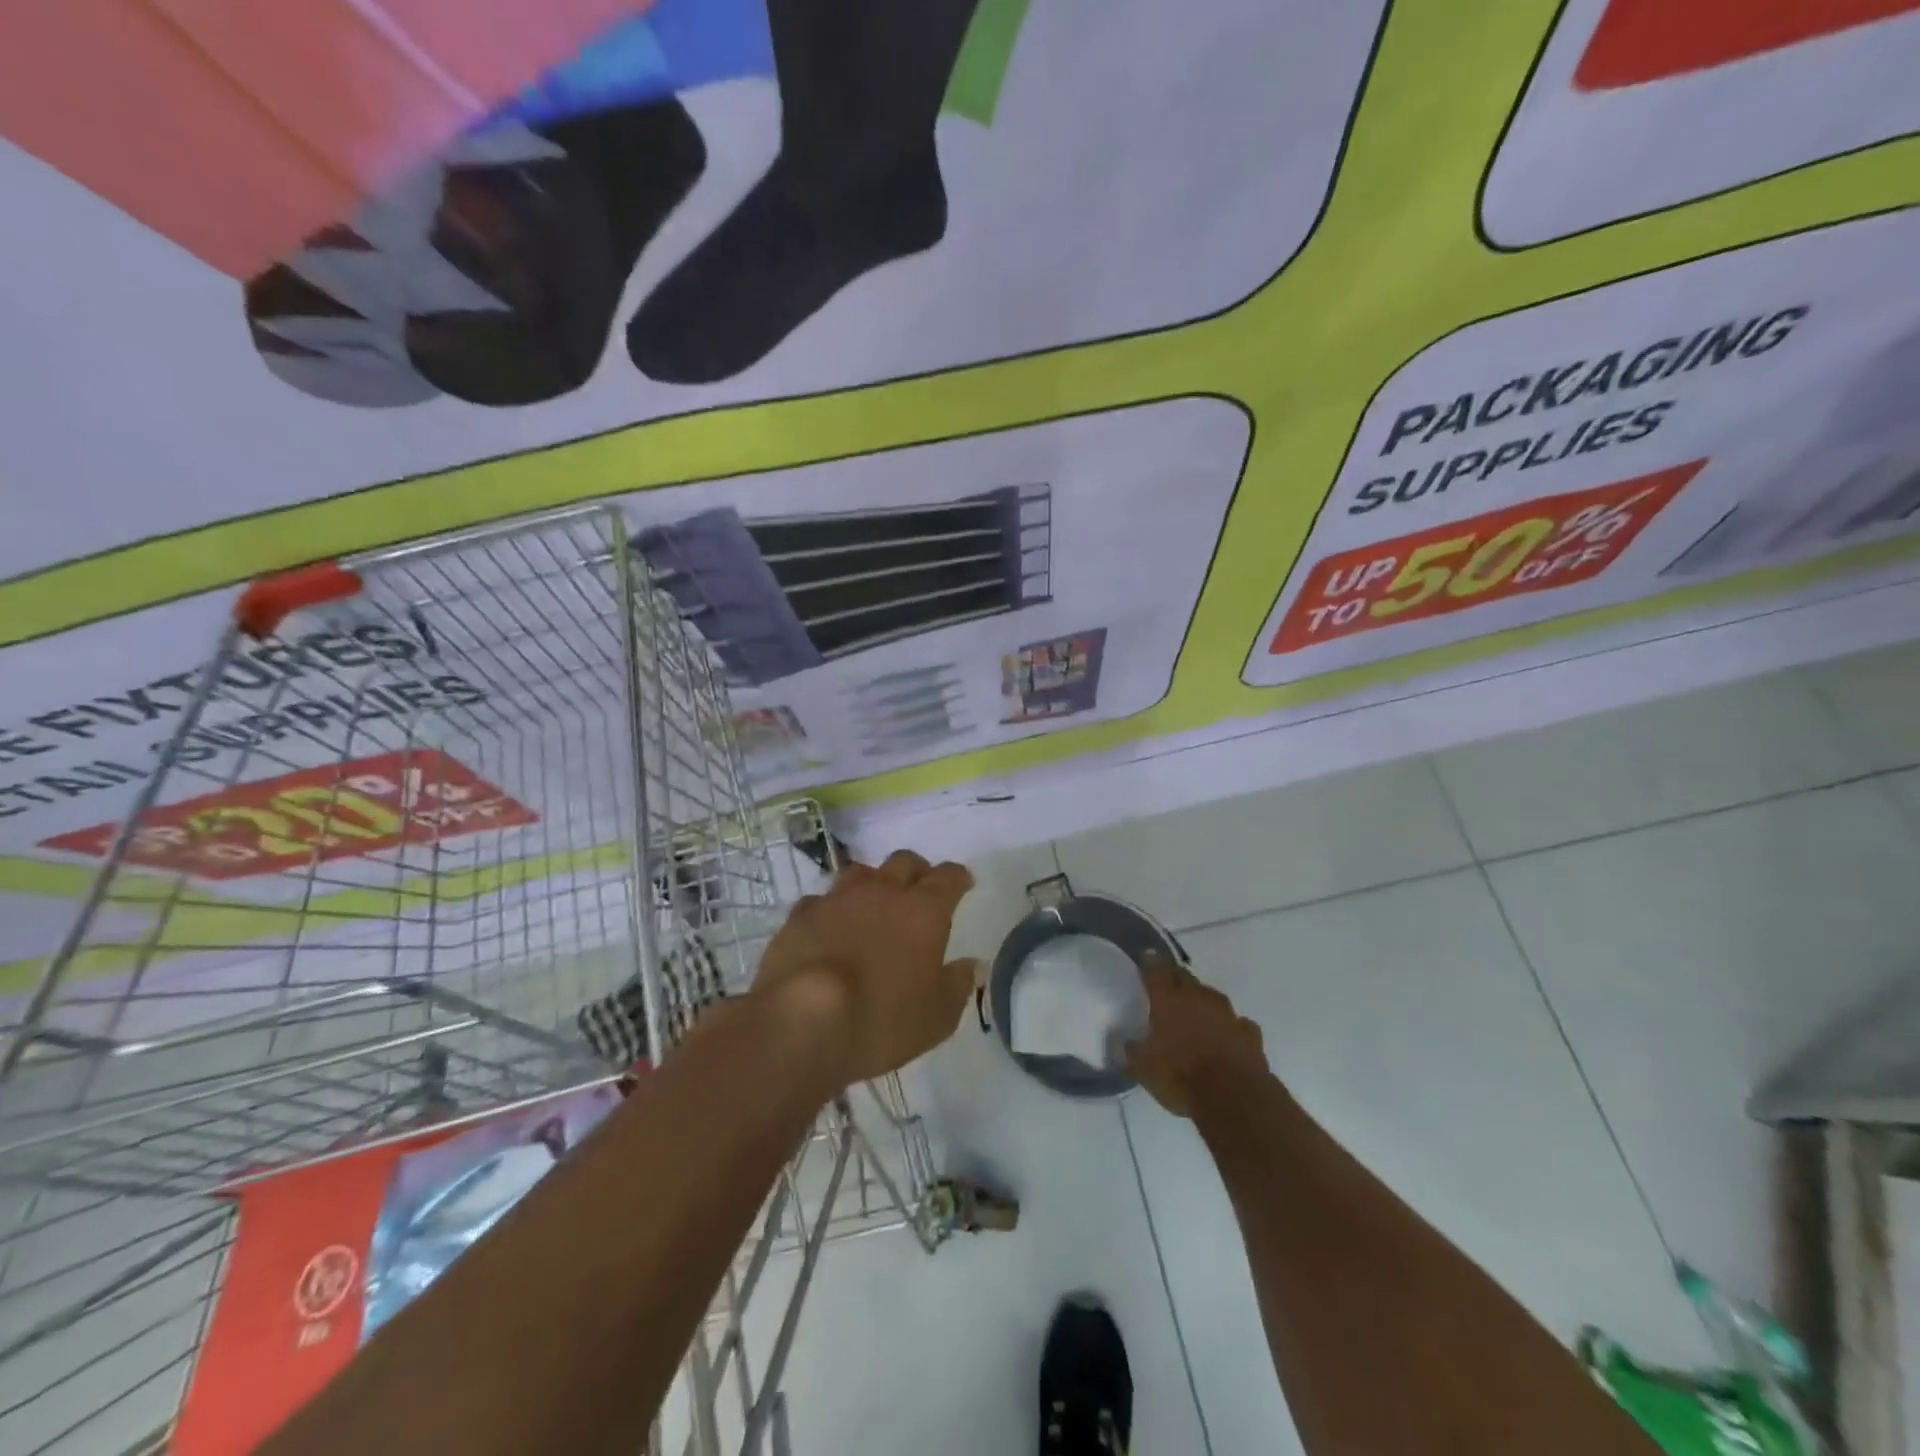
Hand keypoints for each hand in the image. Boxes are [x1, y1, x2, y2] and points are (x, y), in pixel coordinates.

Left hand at [755, 849, 977, 1087]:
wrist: (802, 1021)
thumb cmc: (881, 1020)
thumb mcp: (936, 1017)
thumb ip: (957, 985)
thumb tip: (970, 965)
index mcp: (923, 911)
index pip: (948, 878)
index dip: (958, 878)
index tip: (963, 883)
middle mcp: (881, 892)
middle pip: (904, 862)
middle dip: (917, 871)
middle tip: (920, 890)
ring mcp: (837, 899)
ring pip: (860, 873)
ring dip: (872, 883)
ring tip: (873, 903)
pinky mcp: (800, 915)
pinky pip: (821, 900)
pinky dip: (831, 909)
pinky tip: (829, 926)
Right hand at [1125, 955, 1268, 1118]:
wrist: (1234, 1097)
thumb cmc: (1180, 1077)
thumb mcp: (1143, 1069)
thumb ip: (1133, 1051)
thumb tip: (1127, 1042)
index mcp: (1168, 1000)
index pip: (1155, 971)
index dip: (1150, 962)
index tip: (1146, 955)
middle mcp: (1198, 998)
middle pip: (1184, 977)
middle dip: (1175, 977)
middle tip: (1167, 983)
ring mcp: (1228, 1014)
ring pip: (1212, 996)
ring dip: (1202, 1000)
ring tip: (1195, 1011)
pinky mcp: (1250, 1033)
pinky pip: (1237, 1022)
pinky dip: (1229, 1026)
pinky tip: (1226, 1035)